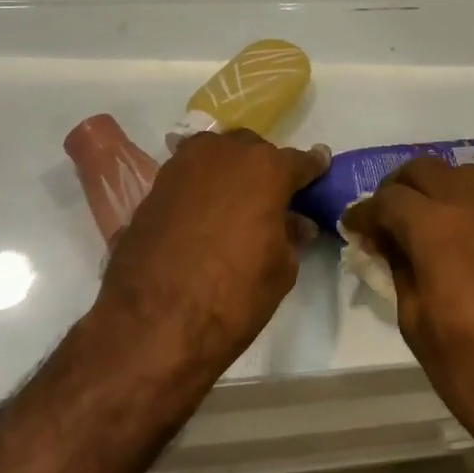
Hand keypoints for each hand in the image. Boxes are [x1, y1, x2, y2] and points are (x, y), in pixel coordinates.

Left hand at [98, 131, 327, 368]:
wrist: (152, 322)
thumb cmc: (232, 296)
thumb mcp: (280, 270)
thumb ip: (290, 235)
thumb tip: (295, 223)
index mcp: (265, 169)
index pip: (299, 160)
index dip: (312, 168)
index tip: (320, 169)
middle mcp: (224, 154)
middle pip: (253, 150)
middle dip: (265, 167)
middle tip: (272, 196)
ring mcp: (183, 165)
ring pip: (216, 154)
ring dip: (229, 170)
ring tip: (234, 200)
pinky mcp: (154, 186)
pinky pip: (188, 175)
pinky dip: (201, 186)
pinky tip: (203, 210)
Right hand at [341, 158, 473, 457]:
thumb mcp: (418, 324)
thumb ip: (400, 271)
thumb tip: (388, 245)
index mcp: (437, 227)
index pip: (389, 199)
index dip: (364, 212)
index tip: (353, 228)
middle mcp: (473, 207)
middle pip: (426, 170)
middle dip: (397, 187)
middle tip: (383, 220)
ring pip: (462, 174)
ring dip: (435, 187)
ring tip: (420, 223)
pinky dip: (464, 202)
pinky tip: (457, 237)